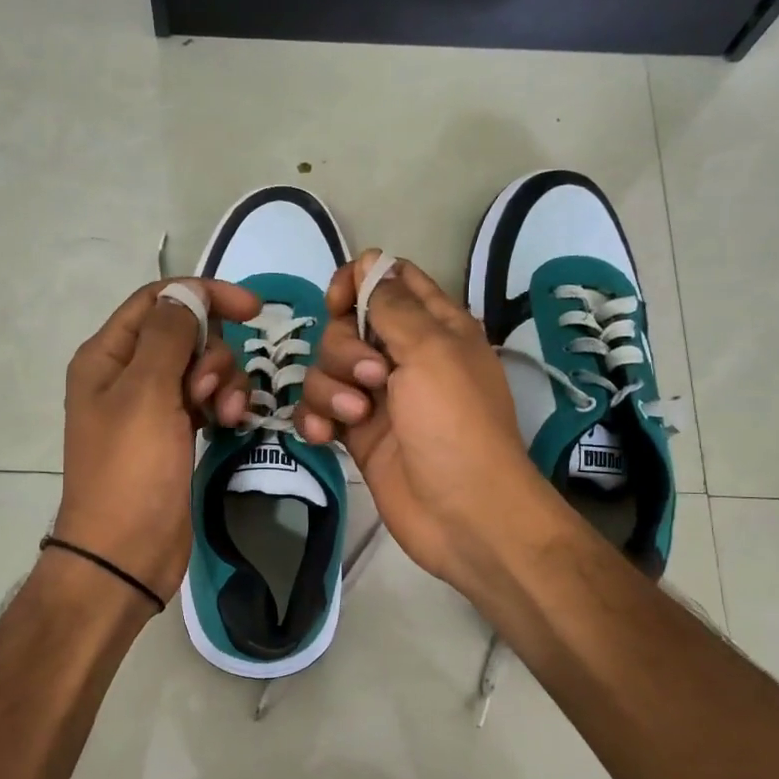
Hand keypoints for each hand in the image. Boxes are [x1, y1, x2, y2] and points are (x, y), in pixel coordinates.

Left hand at [55, 278, 260, 601]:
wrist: (124, 553)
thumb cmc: (131, 471)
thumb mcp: (146, 394)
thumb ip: (169, 336)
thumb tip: (187, 294)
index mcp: (107, 356)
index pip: (158, 301)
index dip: (204, 296)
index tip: (254, 309)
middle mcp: (126, 375)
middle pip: (184, 333)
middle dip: (213, 352)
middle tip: (213, 389)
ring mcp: (150, 407)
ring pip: (200, 368)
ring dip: (224, 382)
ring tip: (229, 416)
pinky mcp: (173, 434)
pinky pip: (205, 400)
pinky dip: (222, 405)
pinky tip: (232, 424)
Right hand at [297, 253, 553, 596]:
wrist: (463, 513)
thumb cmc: (455, 424)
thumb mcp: (432, 351)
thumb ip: (394, 306)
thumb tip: (371, 265)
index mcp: (434, 326)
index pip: (387, 280)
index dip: (357, 283)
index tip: (340, 304)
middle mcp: (403, 356)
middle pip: (346, 326)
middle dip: (344, 350)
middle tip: (371, 379)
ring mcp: (377, 397)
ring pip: (326, 369)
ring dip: (329, 390)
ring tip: (354, 418)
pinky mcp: (356, 434)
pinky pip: (318, 410)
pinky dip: (315, 419)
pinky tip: (323, 438)